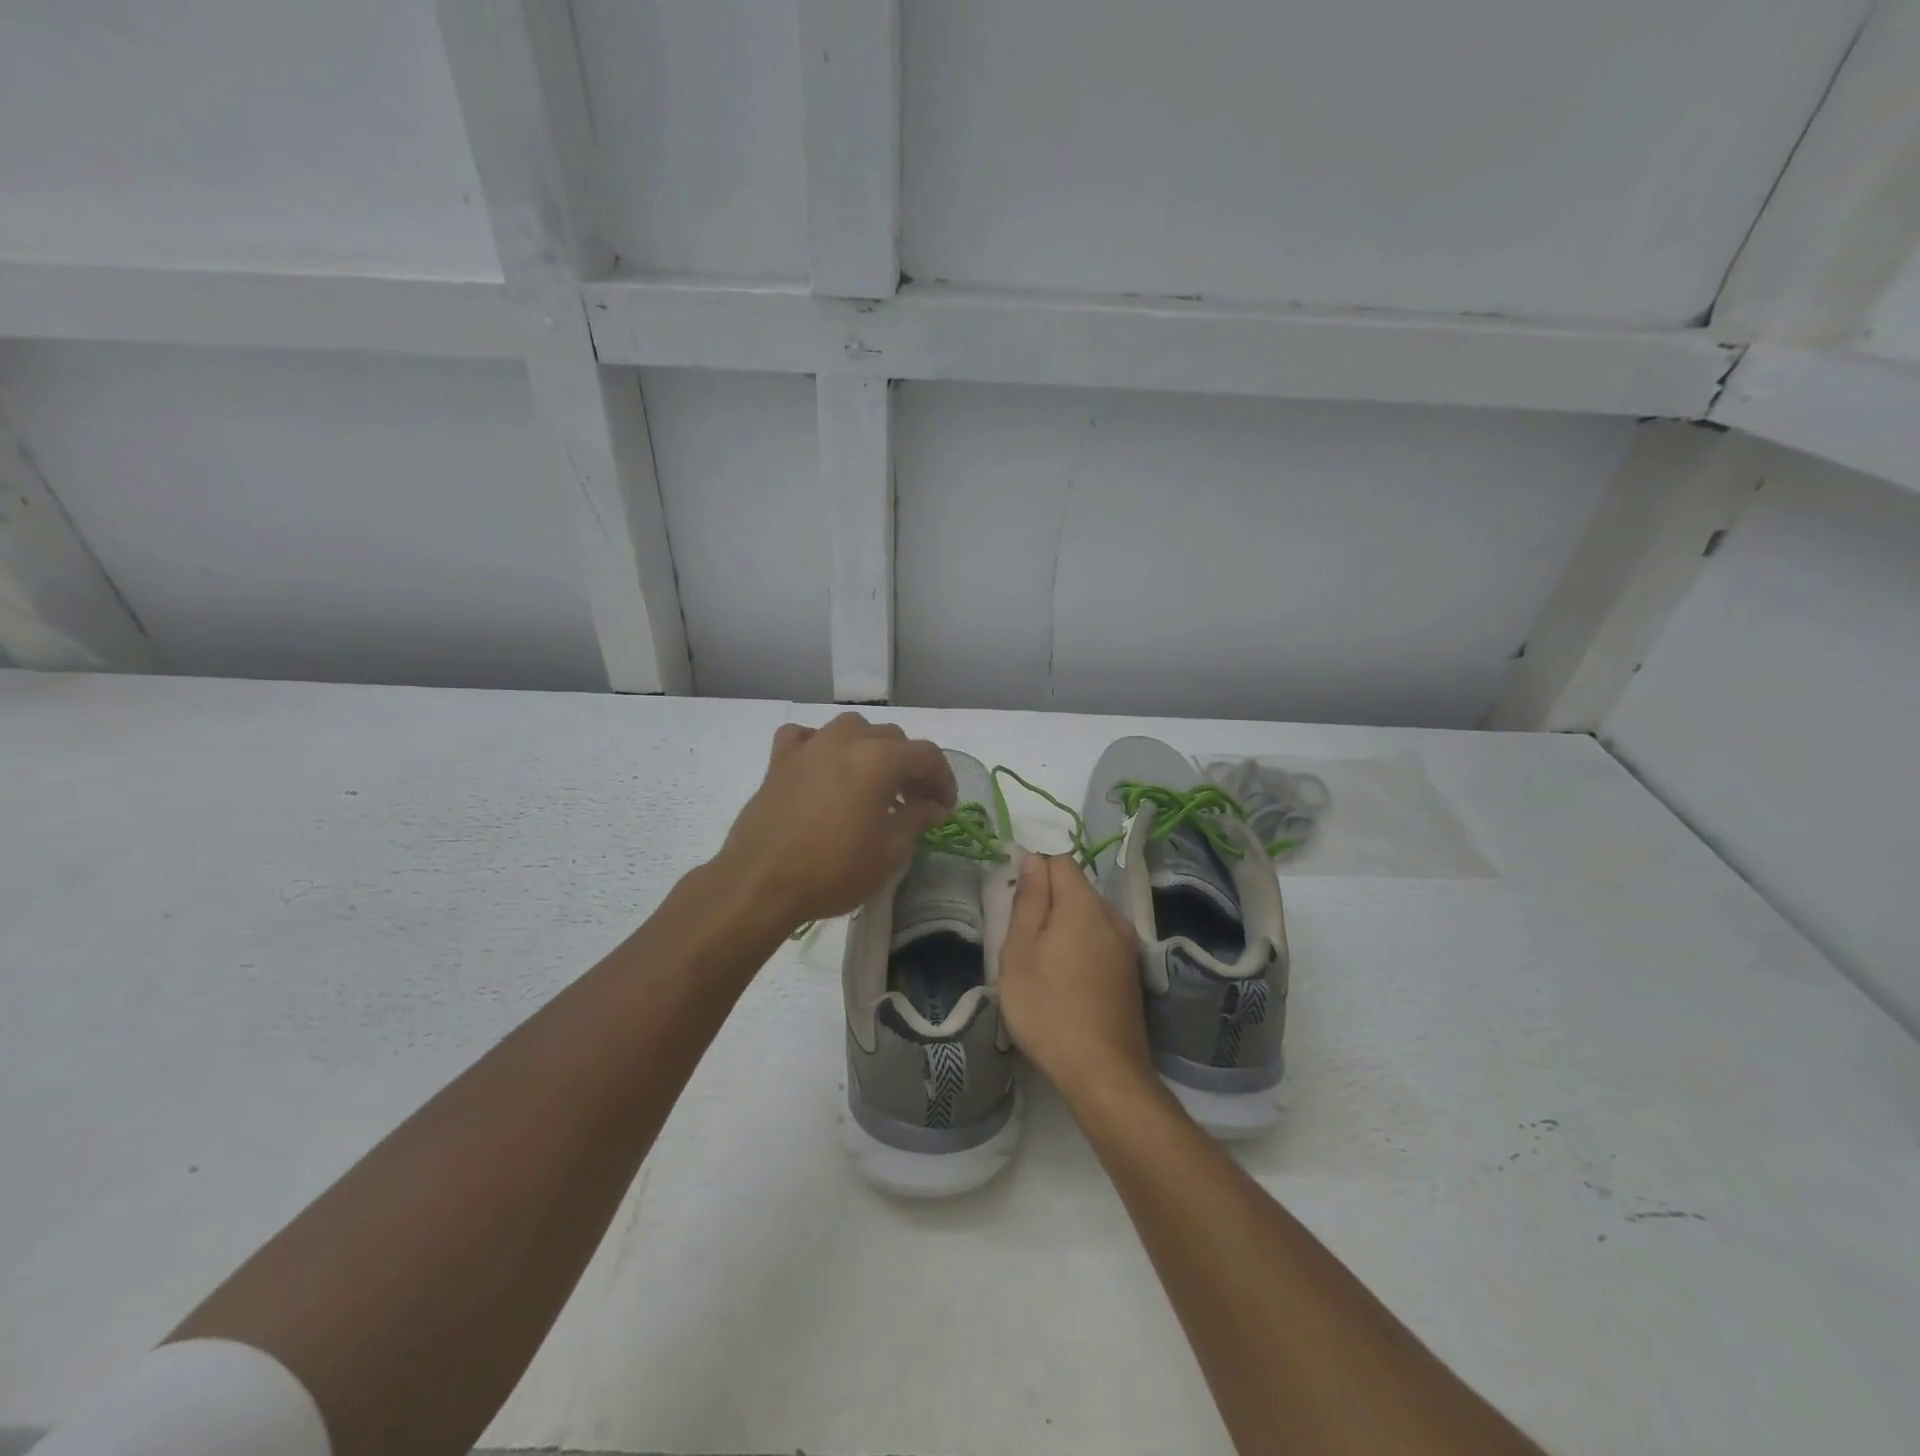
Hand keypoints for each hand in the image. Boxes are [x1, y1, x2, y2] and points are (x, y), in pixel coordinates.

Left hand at [715, 713, 956, 929]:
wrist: (761, 883)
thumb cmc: (833, 870)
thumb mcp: (889, 852)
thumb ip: (916, 819)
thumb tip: (932, 806)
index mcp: (879, 759)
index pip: (926, 755)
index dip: (943, 779)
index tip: (944, 807)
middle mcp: (846, 740)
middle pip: (892, 738)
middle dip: (910, 767)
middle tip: (914, 802)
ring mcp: (809, 746)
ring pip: (851, 730)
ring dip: (870, 750)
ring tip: (873, 783)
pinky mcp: (780, 761)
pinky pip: (806, 737)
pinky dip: (821, 746)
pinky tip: (823, 768)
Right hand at [998, 854, 1152, 1099]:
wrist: (1103, 1071)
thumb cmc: (1048, 1006)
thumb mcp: (1020, 951)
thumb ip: (1028, 899)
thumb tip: (1033, 859)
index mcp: (1084, 903)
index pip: (1060, 860)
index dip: (1035, 869)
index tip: (1014, 898)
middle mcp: (1113, 915)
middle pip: (1076, 889)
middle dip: (1048, 900)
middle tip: (1020, 936)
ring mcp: (1127, 945)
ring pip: (1088, 916)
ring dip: (1064, 926)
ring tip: (1040, 961)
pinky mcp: (1131, 972)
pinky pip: (1100, 941)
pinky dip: (1081, 947)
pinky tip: (1066, 979)